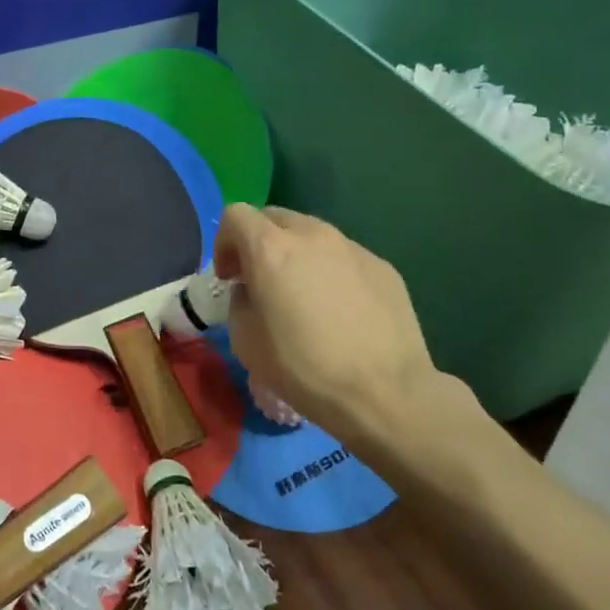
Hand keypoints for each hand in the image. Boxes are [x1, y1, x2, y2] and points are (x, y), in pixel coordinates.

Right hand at [212, 203, 440, 437]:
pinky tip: (340, 310)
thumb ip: (240, 303)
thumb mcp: (246, 342)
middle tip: (260, 281)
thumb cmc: (305, 369)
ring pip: (311, 234)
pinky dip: (330, 271)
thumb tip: (252, 292)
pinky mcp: (382, 266)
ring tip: (303, 295)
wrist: (386, 393)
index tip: (229, 277)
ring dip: (296, 254)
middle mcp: (311, 235)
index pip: (235, 215)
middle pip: (274, 217)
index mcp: (270, 249)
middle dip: (259, 242)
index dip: (223, 243)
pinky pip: (343, 256)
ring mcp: (352, 247)